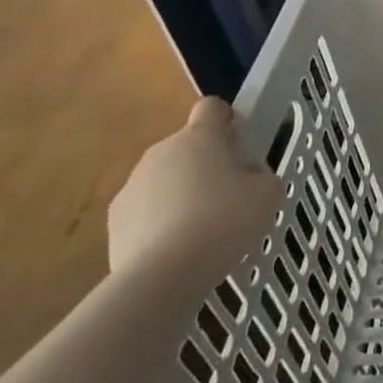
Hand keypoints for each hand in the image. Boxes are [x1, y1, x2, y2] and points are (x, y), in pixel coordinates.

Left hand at [108, 97, 280, 284]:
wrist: (164, 274)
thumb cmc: (225, 221)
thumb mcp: (268, 193)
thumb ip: (260, 175)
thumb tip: (245, 175)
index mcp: (199, 138)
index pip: (211, 108)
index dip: (228, 120)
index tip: (241, 142)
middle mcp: (161, 152)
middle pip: (188, 148)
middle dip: (208, 165)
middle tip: (232, 197)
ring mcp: (132, 186)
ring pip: (166, 180)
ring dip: (184, 195)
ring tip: (206, 232)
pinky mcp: (115, 221)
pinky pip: (148, 212)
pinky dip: (163, 224)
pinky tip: (181, 251)